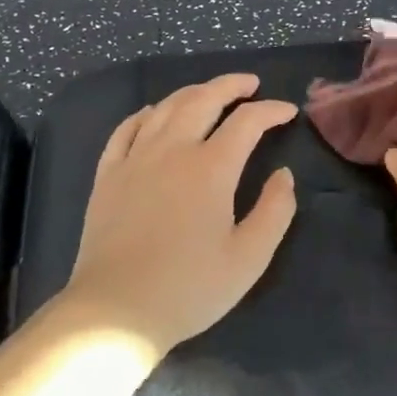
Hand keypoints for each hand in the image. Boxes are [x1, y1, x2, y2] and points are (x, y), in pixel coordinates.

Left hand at [64, 73, 298, 351]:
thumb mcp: (249, 258)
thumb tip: (283, 175)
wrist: (116, 311)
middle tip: (250, 84)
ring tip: (210, 93)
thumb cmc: (190, 288)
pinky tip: (153, 113)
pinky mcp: (108, 175)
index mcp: (211, 168)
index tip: (288, 111)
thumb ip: (275, 211)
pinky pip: (126, 129)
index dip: (271, 111)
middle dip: (231, 86)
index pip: (247, 122)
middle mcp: (172, 150)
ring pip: (165, 108)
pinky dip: (145, 114)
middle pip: (203, 100)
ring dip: (193, 92)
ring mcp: (135, 159)